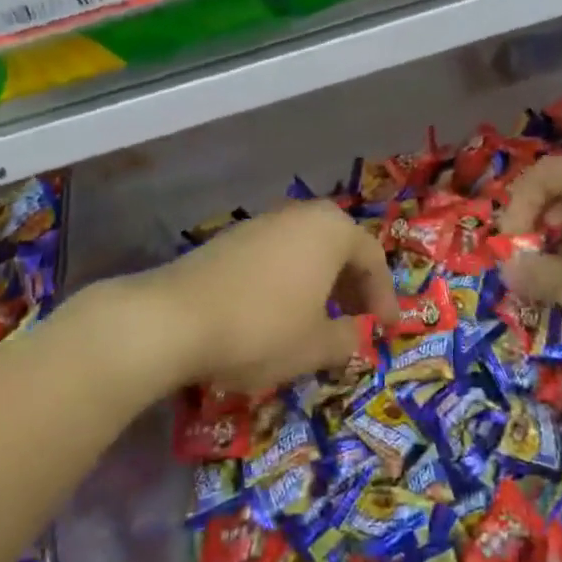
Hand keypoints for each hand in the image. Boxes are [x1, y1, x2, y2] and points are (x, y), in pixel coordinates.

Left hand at [124, 201, 397, 392]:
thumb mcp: (316, 346)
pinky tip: (279, 312)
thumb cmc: (261, 328)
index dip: (384, 297)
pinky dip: (290, 281)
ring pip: (306, 251)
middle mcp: (299, 216)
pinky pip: (277, 256)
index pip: (372, 259)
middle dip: (353, 286)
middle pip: (340, 248)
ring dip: (321, 283)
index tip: (387, 329)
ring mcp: (261, 223)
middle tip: (358, 321)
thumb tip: (356, 335)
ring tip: (320, 320)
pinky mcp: (230, 239)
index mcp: (331, 231)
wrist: (174, 319)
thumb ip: (348, 339)